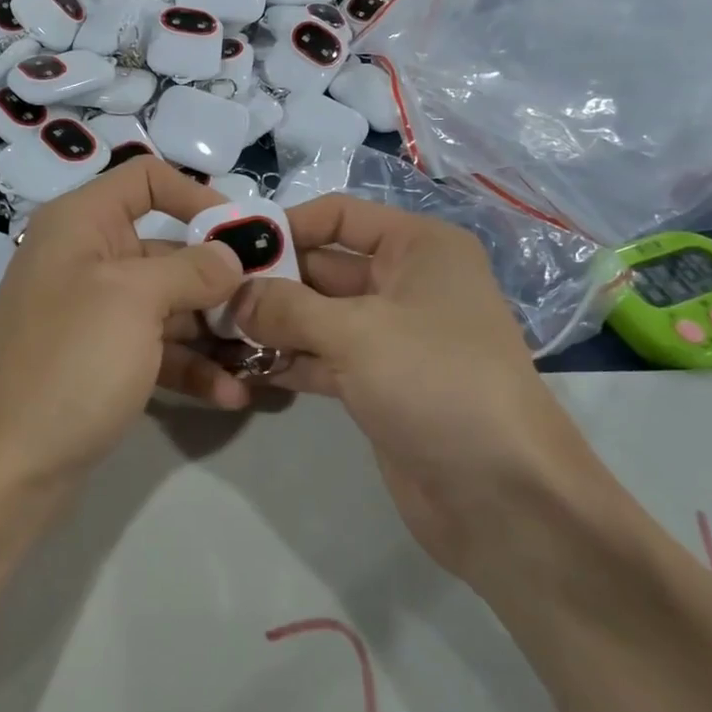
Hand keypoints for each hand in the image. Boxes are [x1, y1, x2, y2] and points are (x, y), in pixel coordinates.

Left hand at [0, 158, 248, 488]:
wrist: (8, 469)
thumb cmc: (70, 364)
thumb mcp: (135, 301)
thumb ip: (191, 268)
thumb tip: (231, 255)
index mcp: (81, 224)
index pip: (145, 179)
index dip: (196, 197)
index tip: (242, 235)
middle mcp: (86, 259)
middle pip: (167, 247)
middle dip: (219, 276)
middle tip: (269, 304)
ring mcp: (94, 314)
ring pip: (168, 304)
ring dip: (215, 329)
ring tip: (262, 355)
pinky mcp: (102, 361)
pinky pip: (157, 349)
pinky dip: (192, 366)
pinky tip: (233, 394)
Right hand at [228, 195, 592, 574]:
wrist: (501, 495)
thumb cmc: (436, 382)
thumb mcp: (356, 332)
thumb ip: (286, 307)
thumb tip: (233, 295)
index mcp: (418, 248)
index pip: (339, 216)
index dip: (287, 226)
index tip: (230, 247)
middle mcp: (406, 283)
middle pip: (323, 267)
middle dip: (270, 280)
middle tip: (210, 295)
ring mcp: (391, 336)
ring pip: (318, 316)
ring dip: (271, 323)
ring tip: (213, 331)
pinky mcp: (378, 383)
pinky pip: (322, 358)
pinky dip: (287, 360)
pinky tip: (241, 367)